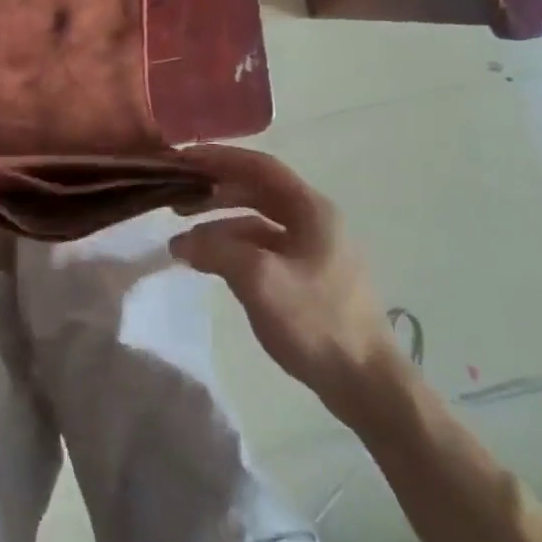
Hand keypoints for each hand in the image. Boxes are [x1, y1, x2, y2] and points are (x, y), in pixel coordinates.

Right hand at [170, 145, 408, 420]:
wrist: (366, 383)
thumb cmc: (316, 321)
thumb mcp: (259, 279)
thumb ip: (215, 250)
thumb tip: (181, 242)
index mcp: (312, 210)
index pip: (259, 166)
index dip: (218, 158)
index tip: (181, 160)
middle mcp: (315, 221)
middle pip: (257, 191)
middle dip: (214, 191)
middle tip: (175, 199)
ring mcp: (314, 251)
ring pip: (258, 222)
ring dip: (220, 223)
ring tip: (184, 238)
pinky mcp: (309, 278)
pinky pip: (263, 248)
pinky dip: (233, 248)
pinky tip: (211, 263)